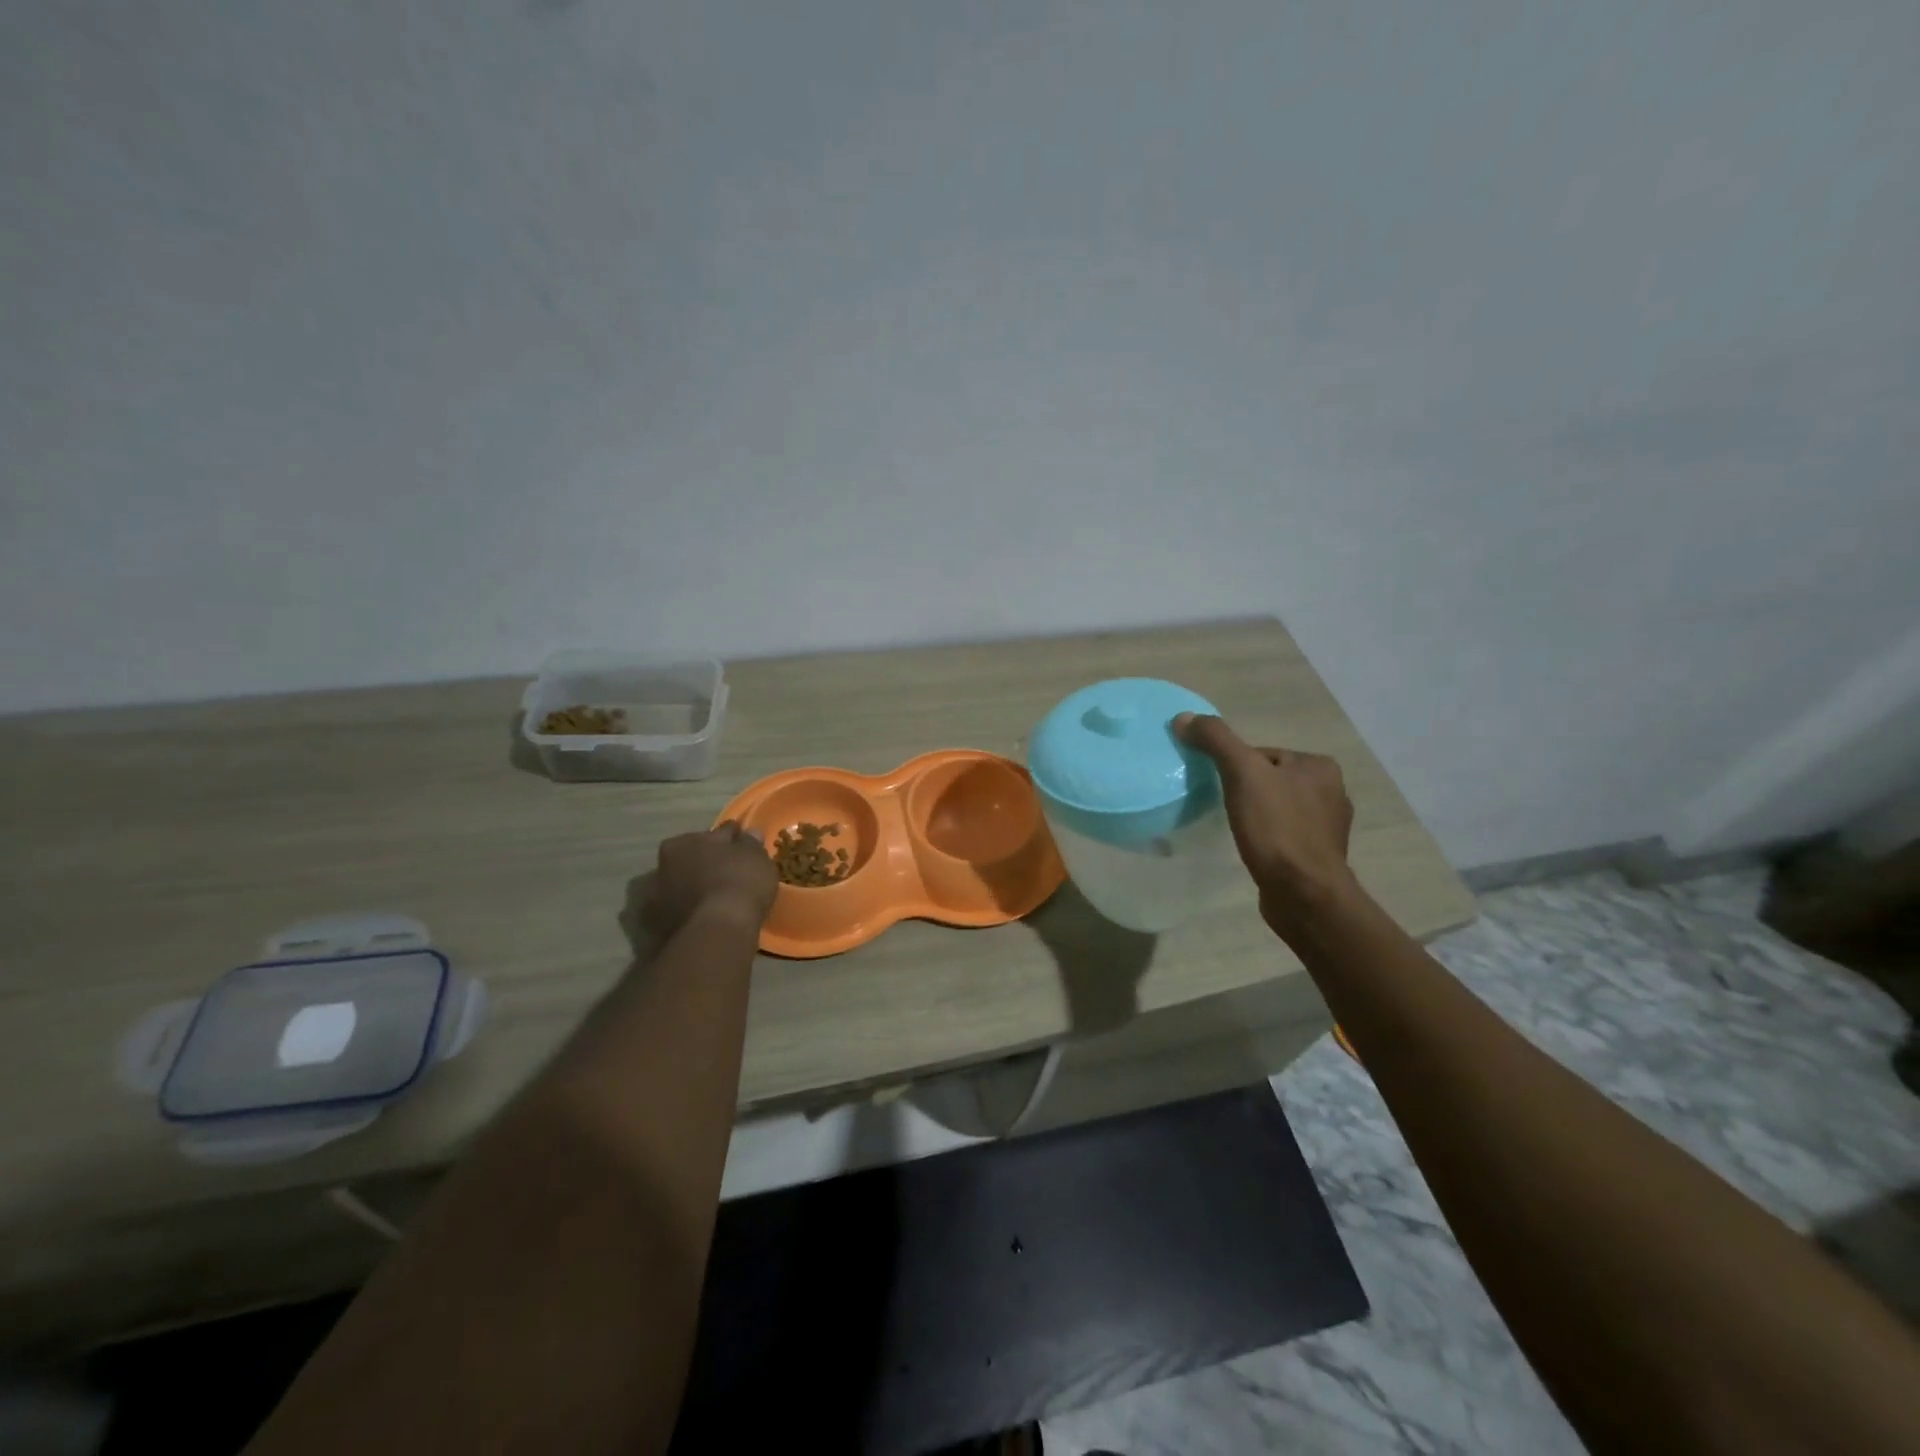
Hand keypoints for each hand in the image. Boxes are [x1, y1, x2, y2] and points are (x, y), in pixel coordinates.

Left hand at [641, 823, 778, 940]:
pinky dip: (695, 913)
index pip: (711, 835)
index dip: (729, 839)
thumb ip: (750, 843)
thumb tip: (749, 833)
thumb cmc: (738, 881)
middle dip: (708, 865)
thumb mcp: (755, 856)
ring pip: (684, 889)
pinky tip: (712, 917)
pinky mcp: (662, 931)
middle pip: (691, 862)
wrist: (719, 931)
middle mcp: (661, 869)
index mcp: (679, 844)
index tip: (742, 843)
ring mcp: (658, 902)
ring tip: (721, 898)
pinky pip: (685, 914)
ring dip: (698, 890)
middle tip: (731, 871)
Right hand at [1175, 713, 1357, 942]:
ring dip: (1256, 816)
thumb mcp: (1242, 773)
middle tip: (1224, 808)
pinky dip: (1267, 839)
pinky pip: (1284, 835)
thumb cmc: (1277, 828)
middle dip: (1245, 791)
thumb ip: (1215, 740)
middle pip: (1269, 779)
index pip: (1263, 754)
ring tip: (1237, 830)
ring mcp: (1327, 827)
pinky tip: (1254, 850)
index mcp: (1319, 766)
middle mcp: (1332, 791)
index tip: (1220, 787)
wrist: (1304, 894)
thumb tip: (1183, 718)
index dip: (1235, 767)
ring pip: (1277, 808)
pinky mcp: (1319, 856)